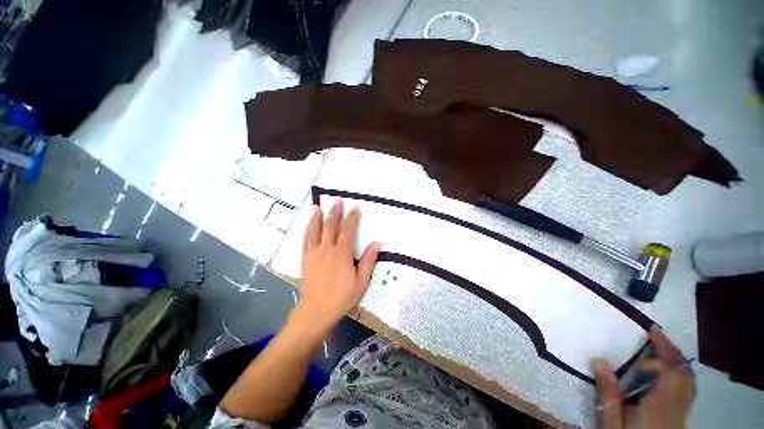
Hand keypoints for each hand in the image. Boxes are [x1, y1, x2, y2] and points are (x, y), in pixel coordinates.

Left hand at [292, 199, 381, 333]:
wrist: (316, 311)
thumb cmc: (342, 297)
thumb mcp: (361, 281)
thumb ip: (368, 260)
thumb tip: (378, 243)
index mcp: (341, 253)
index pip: (348, 231)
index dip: (352, 218)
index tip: (355, 208)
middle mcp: (327, 249)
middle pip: (330, 226)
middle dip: (335, 213)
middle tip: (337, 201)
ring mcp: (314, 253)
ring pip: (315, 231)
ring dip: (316, 218)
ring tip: (317, 207)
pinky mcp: (305, 259)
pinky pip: (305, 241)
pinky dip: (307, 230)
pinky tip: (308, 225)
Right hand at [592, 327, 695, 428]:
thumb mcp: (610, 420)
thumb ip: (607, 392)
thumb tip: (598, 359)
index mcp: (660, 405)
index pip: (670, 373)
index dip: (661, 356)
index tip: (644, 344)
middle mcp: (676, 405)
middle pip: (684, 373)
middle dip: (672, 351)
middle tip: (656, 333)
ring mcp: (682, 411)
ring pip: (689, 380)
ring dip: (677, 360)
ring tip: (662, 346)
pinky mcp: (681, 415)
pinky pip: (687, 388)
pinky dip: (680, 373)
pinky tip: (668, 371)